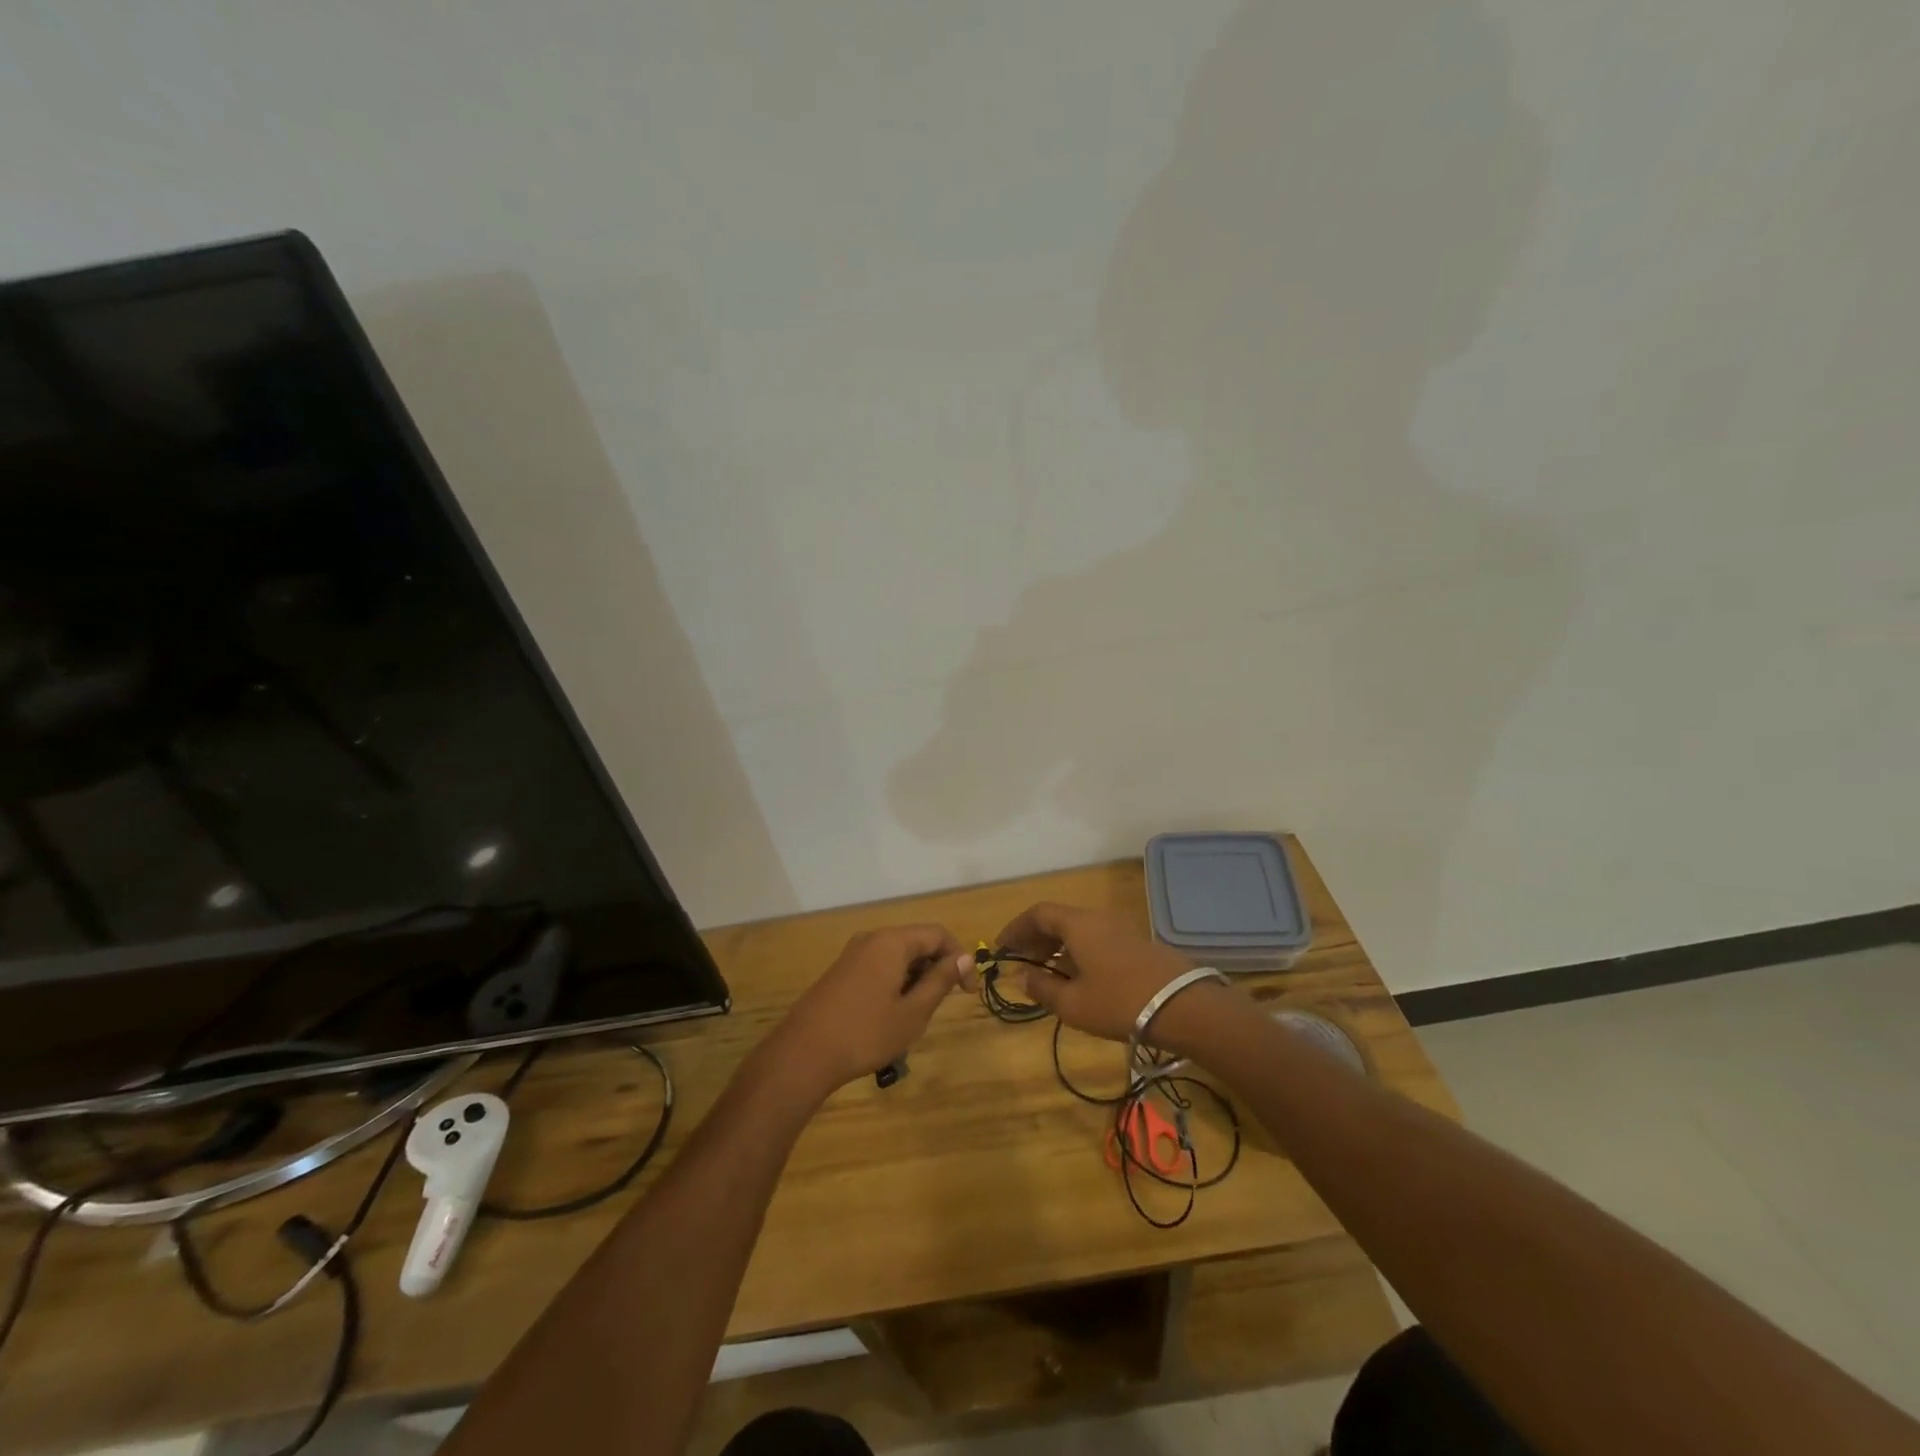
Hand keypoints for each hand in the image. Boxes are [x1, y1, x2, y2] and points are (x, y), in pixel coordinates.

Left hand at [768, 924, 970, 1096]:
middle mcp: (872, 938)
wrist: (803, 1054)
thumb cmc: (865, 1034)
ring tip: (916, 1014)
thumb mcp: (913, 1012)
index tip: (967, 992)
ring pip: (897, 956)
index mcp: (892, 942)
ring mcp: (852, 954)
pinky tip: (891, 1014)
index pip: (938, 934)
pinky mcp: (841, 971)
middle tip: (942, 1004)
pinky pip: (879, 965)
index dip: (959, 958)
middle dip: (936, 968)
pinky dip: (895, 981)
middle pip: (917, 941)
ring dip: (915, 977)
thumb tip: (965, 958)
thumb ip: (940, 981)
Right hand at [996, 902, 1237, 1051]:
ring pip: (1080, 930)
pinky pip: (1097, 940)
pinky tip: (1080, 979)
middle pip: (1059, 919)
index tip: (1001, 948)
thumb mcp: (1073, 1004)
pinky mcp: (1138, 945)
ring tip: (1048, 974)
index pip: (1038, 913)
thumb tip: (1022, 977)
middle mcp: (1098, 919)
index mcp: (1078, 925)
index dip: (1016, 928)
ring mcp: (1122, 930)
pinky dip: (1079, 953)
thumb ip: (1042, 988)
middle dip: (1035, 938)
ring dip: (1058, 947)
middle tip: (1021, 962)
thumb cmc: (1120, 1003)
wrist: (1185, 1007)